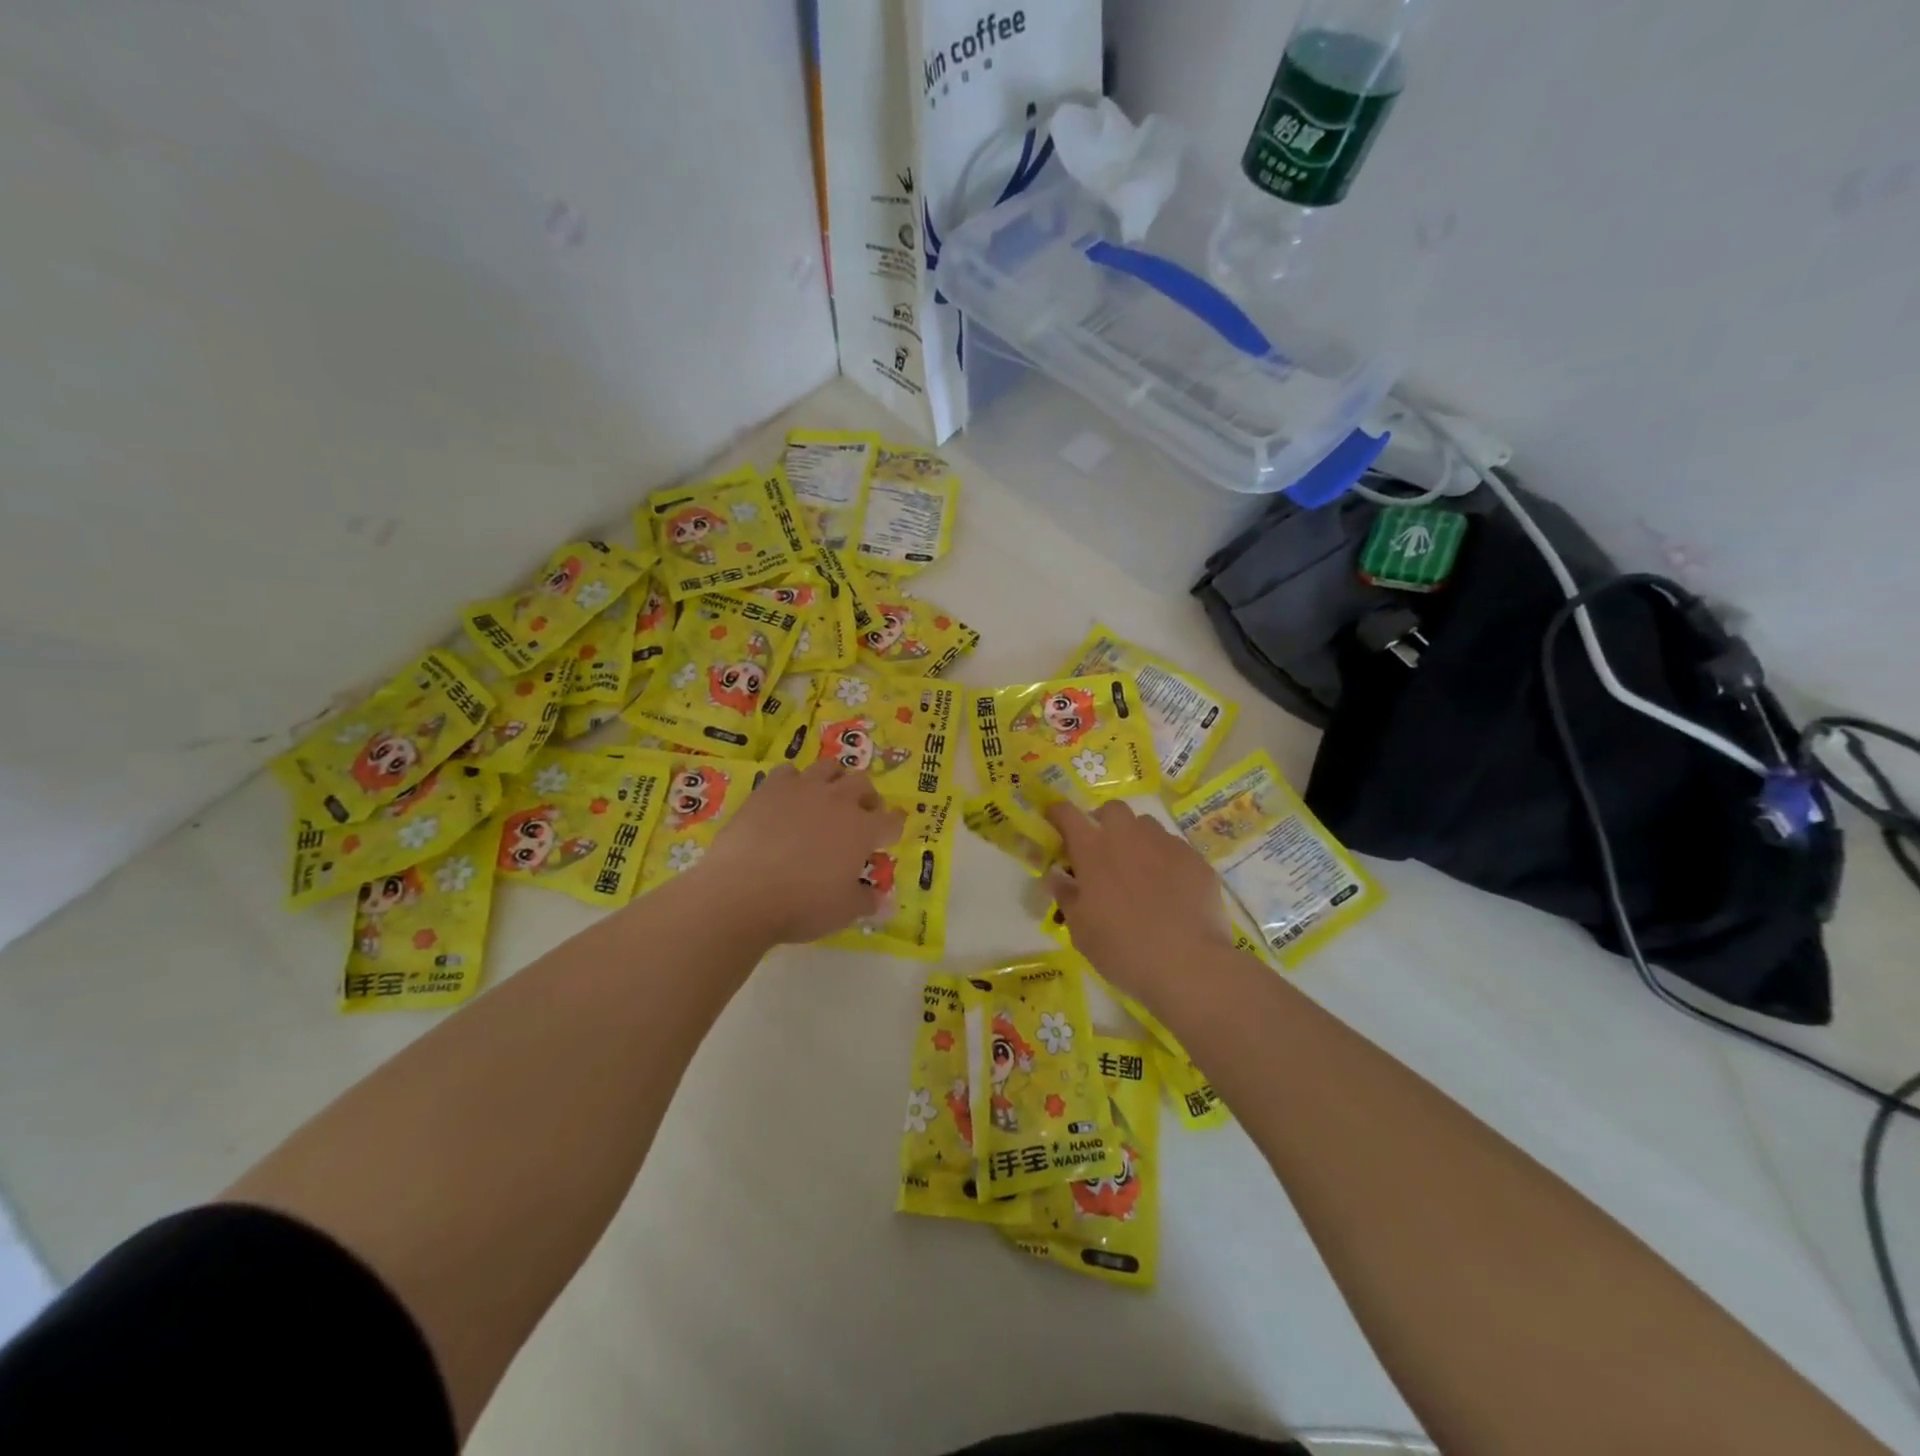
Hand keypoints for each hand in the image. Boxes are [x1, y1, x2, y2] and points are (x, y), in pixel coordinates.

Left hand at [690, 760, 905, 944]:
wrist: (741, 892)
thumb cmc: (800, 905)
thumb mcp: (843, 912)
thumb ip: (866, 901)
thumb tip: (883, 900)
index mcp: (862, 830)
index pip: (892, 821)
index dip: (892, 829)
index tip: (886, 840)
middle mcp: (838, 801)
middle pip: (863, 784)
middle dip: (867, 798)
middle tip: (859, 816)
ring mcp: (803, 790)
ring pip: (829, 768)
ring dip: (835, 780)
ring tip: (827, 798)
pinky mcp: (770, 788)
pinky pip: (789, 772)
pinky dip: (794, 782)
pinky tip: (787, 799)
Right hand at [1044, 800, 1232, 1000]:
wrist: (1188, 965)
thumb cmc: (1122, 948)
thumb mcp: (1080, 930)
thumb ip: (1066, 895)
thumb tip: (1057, 875)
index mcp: (1093, 849)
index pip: (1067, 813)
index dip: (1058, 813)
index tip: (1055, 822)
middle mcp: (1128, 836)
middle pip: (1112, 809)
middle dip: (1104, 823)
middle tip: (1103, 853)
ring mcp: (1165, 844)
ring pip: (1146, 826)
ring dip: (1137, 840)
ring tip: (1140, 871)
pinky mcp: (1195, 859)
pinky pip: (1174, 849)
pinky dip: (1166, 861)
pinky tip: (1171, 890)